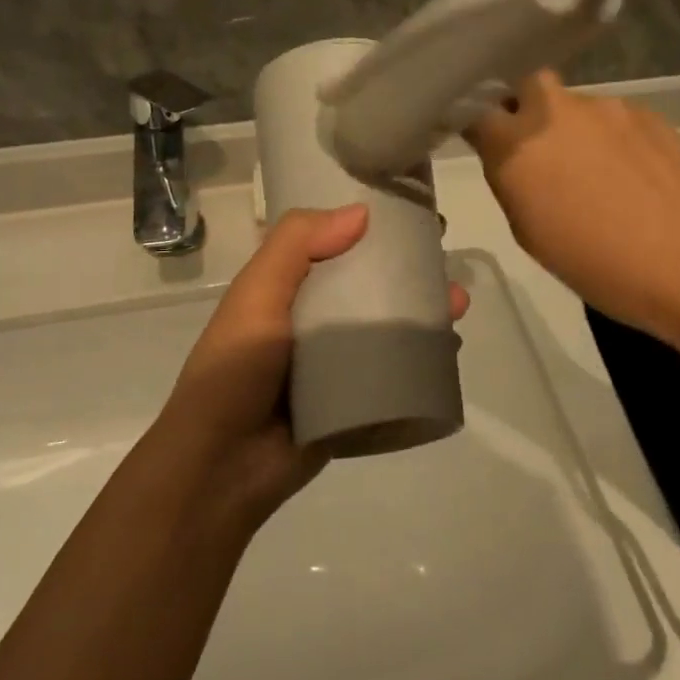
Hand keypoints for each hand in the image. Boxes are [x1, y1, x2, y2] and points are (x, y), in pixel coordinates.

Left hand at [157, 205, 469, 529]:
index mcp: (287, 289)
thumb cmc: (236, 370)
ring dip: (422, 314)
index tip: (413, 216)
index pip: (335, 246)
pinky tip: (447, 349)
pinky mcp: (352, 401)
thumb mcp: (257, 293)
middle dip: (410, 274)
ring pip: (387, 329)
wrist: (222, 466)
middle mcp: (313, 321)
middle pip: (370, 287)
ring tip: (457, 305)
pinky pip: (392, 375)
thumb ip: (296, 244)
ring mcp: (334, 364)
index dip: (373, 230)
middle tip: (447, 265)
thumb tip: (361, 212)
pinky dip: (419, 360)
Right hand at [466, 72, 679, 346]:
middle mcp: (556, 110)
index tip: (485, 141)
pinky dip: (613, 138)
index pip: (476, 110)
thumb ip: (511, 182)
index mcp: (518, 144)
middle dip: (525, 107)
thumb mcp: (530, 233)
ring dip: (574, 127)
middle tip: (540, 149)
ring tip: (599, 173)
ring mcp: (607, 107)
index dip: (478, 123)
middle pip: (527, 85)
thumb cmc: (598, 264)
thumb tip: (512, 159)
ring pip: (575, 104)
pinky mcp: (649, 113)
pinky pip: (615, 117)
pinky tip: (634, 175)